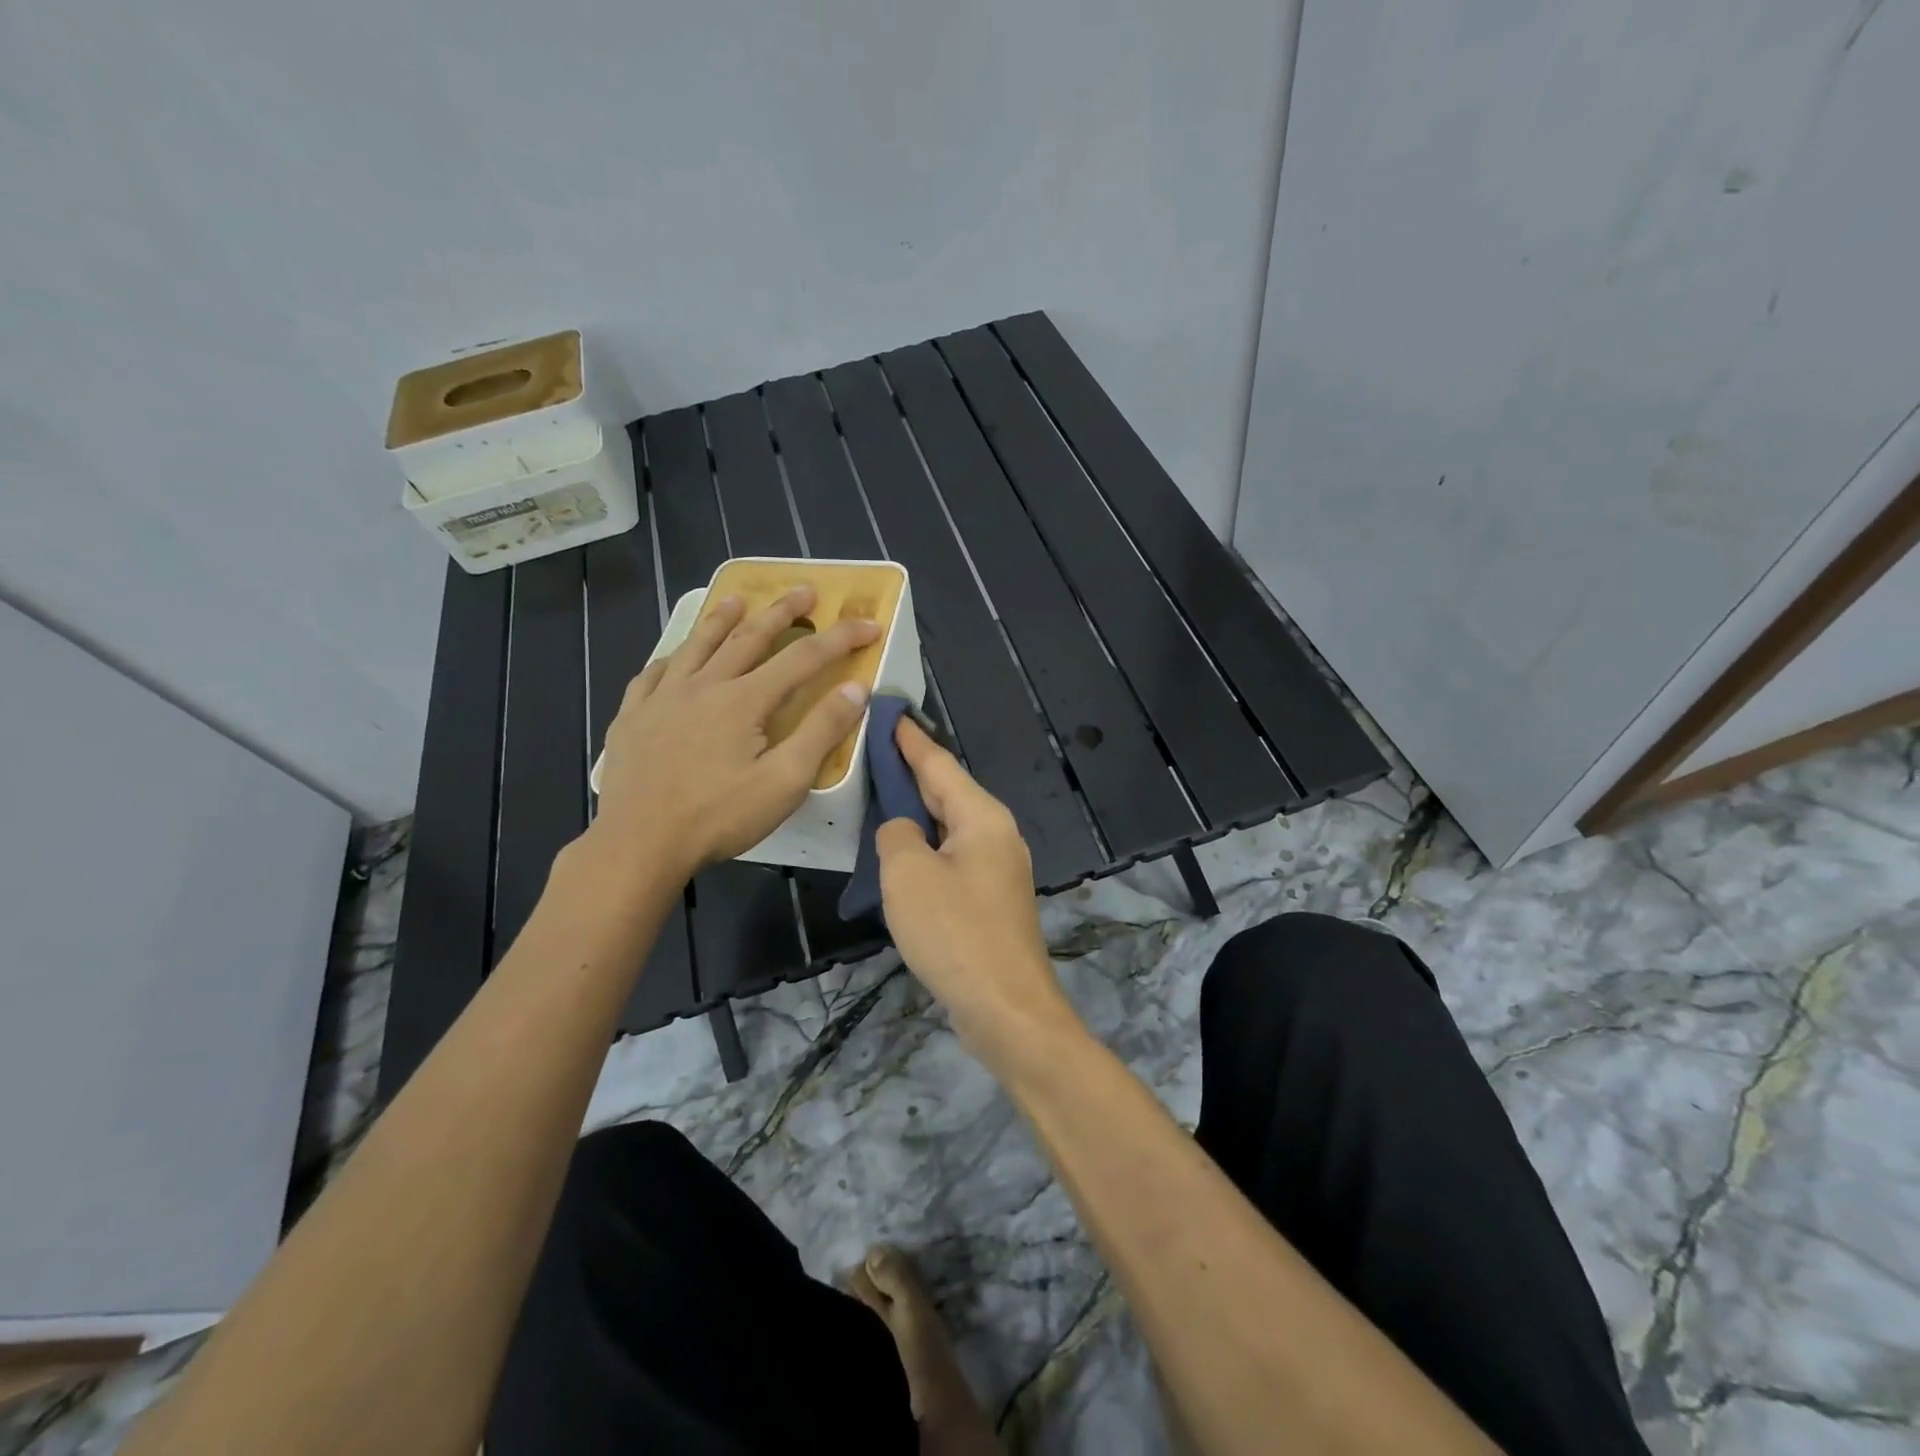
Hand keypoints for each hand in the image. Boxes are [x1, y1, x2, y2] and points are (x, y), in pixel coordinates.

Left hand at [591, 587, 878, 878]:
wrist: (638, 845)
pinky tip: (674, 658)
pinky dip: (670, 658)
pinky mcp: (632, 717)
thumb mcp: (784, 782)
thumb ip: (821, 732)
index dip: (840, 639)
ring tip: (737, 598)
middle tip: (805, 591)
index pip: (803, 659)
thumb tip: (855, 688)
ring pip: (697, 645)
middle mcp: (704, 686)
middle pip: (749, 637)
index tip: (869, 625)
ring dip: (722, 619)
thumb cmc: (718, 817)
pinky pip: (652, 674)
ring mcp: (662, 698)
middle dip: (783, 612)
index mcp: (744, 700)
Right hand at [877, 719, 1080, 1067]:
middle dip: (911, 772)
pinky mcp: (991, 899)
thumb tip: (903, 828)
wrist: (1006, 1008)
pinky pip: (951, 857)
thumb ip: (897, 834)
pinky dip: (925, 847)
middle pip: (947, 791)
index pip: (938, 763)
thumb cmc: (954, 933)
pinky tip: (900, 852)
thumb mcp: (907, 875)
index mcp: (982, 817)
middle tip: (871, 751)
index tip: (888, 711)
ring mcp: (997, 867)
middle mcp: (996, 833)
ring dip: (916, 812)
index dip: (909, 738)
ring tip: (878, 795)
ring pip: (948, 826)